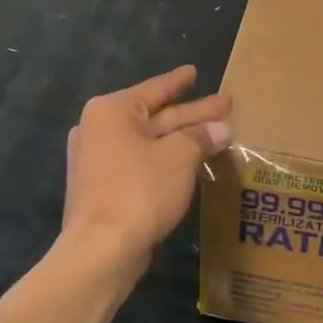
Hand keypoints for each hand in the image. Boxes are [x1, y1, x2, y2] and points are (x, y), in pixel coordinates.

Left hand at [61, 66, 233, 274]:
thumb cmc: (140, 190)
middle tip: (225, 106)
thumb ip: (201, 138)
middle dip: (191, 114)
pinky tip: (189, 163)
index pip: (155, 89)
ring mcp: (97, 161)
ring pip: (149, 143)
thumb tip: (222, 129)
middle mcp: (99, 129)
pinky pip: (140, 163)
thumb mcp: (179, 157)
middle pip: (155, 117)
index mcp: (112, 111)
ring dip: (181, 141)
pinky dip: (165, 161)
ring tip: (214, 135)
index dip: (179, 81)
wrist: (101, 250)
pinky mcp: (102, 188)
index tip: (194, 71)